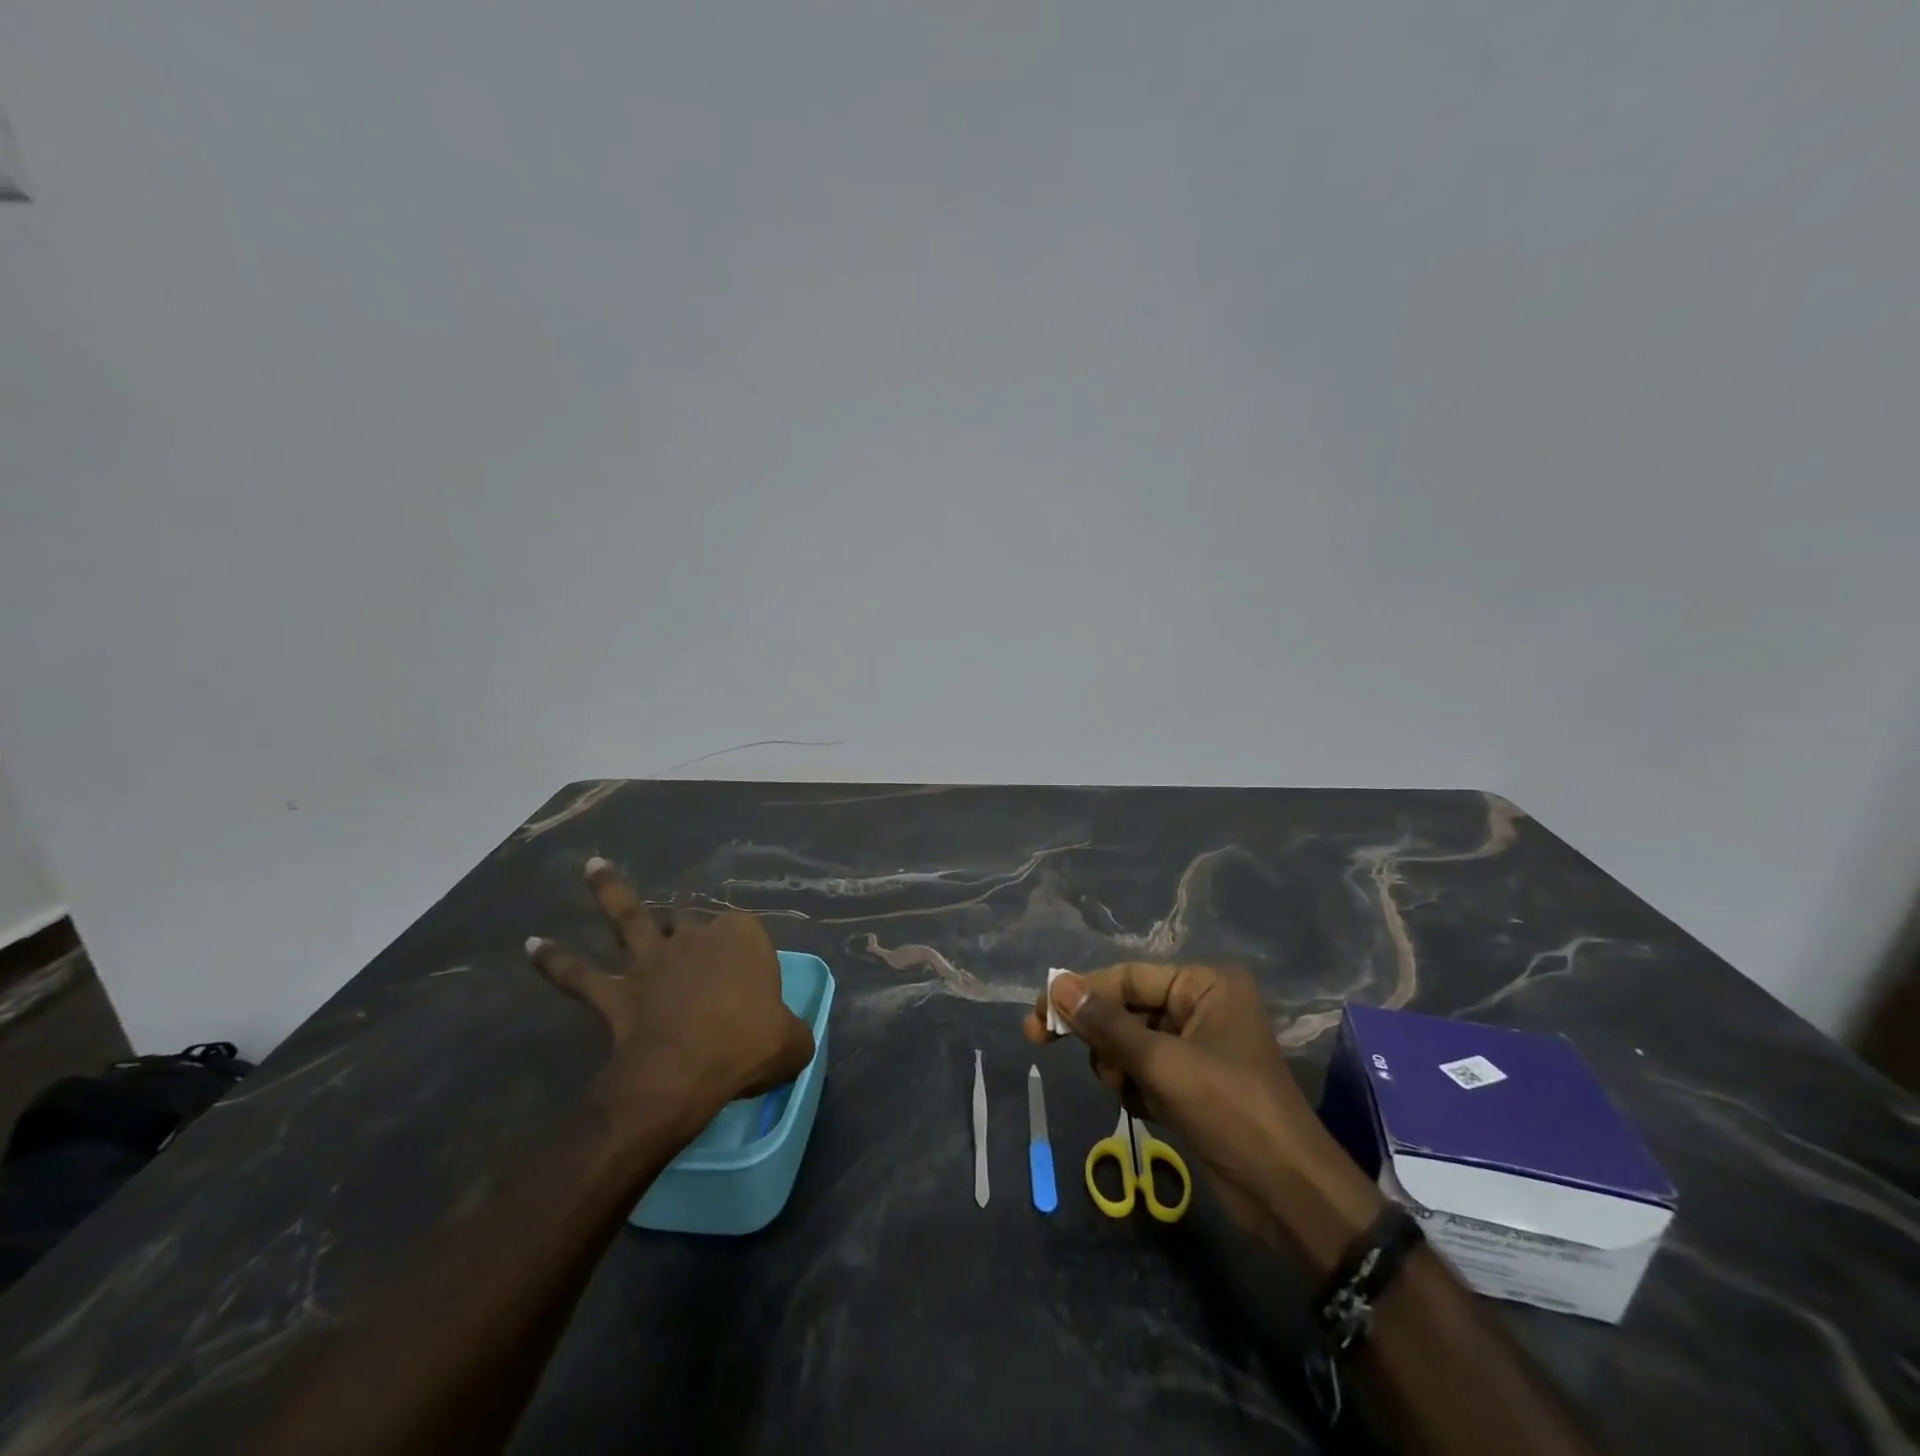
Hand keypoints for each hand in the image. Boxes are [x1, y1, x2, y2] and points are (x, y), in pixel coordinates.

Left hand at [528, 858, 814, 1115]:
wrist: (685, 1071)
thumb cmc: (748, 1044)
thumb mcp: (792, 1042)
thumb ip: (792, 1032)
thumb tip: (791, 1040)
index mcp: (743, 938)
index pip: (747, 937)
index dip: (748, 961)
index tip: (754, 994)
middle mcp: (695, 938)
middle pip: (692, 925)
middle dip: (691, 929)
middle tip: (694, 948)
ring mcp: (652, 961)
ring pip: (630, 919)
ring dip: (609, 892)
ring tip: (592, 866)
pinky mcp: (615, 992)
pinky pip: (579, 975)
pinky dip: (555, 961)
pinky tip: (531, 944)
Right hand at [1026, 963, 1378, 1262]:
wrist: (1290, 1197)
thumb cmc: (1231, 1112)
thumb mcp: (1163, 1064)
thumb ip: (1106, 1024)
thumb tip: (1057, 985)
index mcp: (1205, 985)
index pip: (1127, 978)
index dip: (1079, 993)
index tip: (1036, 1014)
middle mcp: (1201, 1007)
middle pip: (1125, 1009)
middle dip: (1098, 1035)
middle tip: (1040, 1043)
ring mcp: (1197, 1047)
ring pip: (1129, 1043)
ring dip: (1118, 1066)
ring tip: (1129, 1091)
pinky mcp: (1193, 1084)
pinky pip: (1144, 1071)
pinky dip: (1135, 1088)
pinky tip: (1148, 1110)